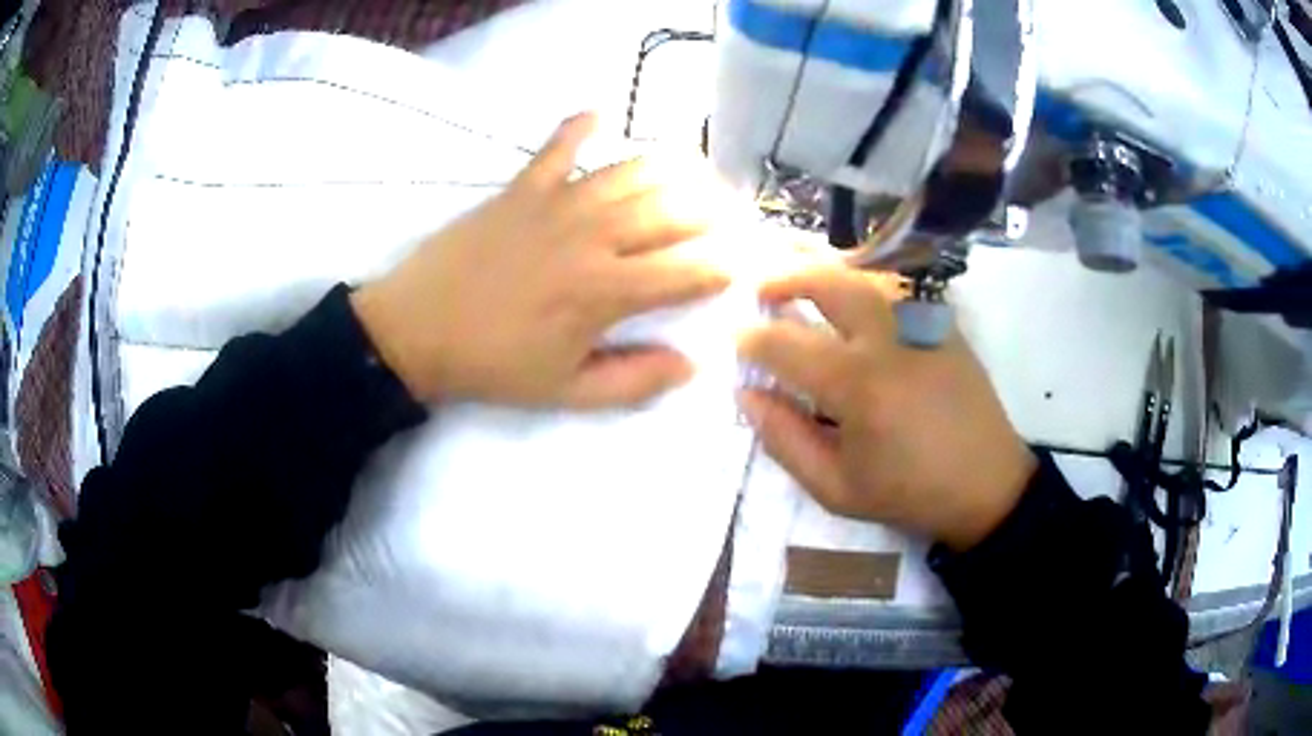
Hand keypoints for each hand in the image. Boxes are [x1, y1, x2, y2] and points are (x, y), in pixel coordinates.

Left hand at [352, 113, 729, 406]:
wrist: (416, 331)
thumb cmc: (493, 365)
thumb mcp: (566, 392)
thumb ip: (634, 380)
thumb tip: (692, 365)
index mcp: (606, 291)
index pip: (690, 270)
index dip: (726, 267)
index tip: (741, 267)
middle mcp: (594, 236)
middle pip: (673, 211)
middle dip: (716, 212)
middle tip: (733, 214)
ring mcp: (558, 202)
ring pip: (632, 171)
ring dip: (673, 166)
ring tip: (696, 170)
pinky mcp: (522, 187)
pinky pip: (559, 145)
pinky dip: (581, 126)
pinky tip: (600, 114)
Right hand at [737, 267, 1036, 550]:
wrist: (986, 484)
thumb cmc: (909, 492)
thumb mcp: (835, 488)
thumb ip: (785, 440)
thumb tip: (747, 394)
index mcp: (858, 385)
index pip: (787, 344)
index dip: (752, 338)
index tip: (737, 340)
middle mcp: (888, 340)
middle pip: (827, 282)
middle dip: (784, 277)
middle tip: (761, 287)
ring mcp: (920, 323)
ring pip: (863, 273)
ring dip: (822, 269)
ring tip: (798, 277)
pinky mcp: (942, 323)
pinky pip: (894, 287)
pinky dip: (861, 280)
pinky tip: (849, 293)